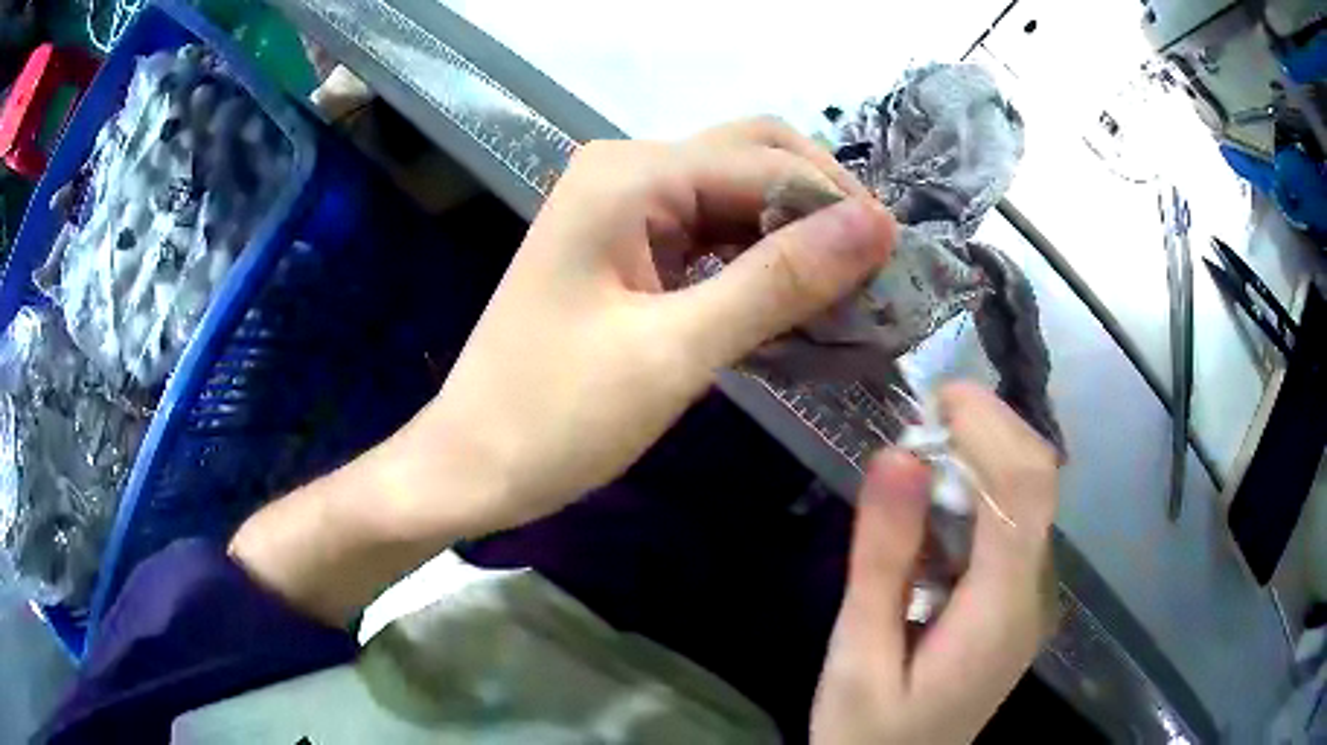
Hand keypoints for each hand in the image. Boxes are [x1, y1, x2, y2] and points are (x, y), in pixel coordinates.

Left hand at [387, 119, 896, 533]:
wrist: (472, 464)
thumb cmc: (553, 417)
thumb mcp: (674, 352)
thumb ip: (778, 281)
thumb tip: (875, 225)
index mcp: (629, 176)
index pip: (765, 162)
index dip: (838, 204)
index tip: (899, 263)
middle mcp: (627, 171)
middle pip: (753, 158)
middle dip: (821, 205)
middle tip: (875, 271)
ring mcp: (624, 208)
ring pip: (737, 195)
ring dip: (796, 233)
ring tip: (850, 289)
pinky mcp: (627, 248)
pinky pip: (711, 233)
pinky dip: (759, 258)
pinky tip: (794, 298)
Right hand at [811, 383, 1059, 744]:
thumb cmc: (869, 734)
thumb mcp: (857, 658)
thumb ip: (882, 562)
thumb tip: (898, 456)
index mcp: (1000, 613)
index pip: (1024, 492)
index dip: (991, 428)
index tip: (937, 396)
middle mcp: (1033, 595)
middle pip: (1039, 483)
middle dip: (989, 431)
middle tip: (922, 420)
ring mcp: (1030, 599)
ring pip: (1030, 498)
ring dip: (983, 457)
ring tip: (922, 452)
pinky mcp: (1016, 602)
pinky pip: (1012, 526)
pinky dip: (978, 492)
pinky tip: (935, 506)